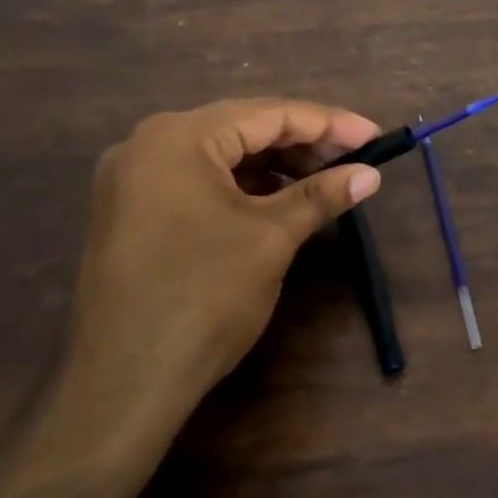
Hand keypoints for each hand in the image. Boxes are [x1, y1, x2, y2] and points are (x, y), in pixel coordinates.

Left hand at [54, 99, 382, 449]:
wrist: (123, 382)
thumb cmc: (204, 296)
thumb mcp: (271, 238)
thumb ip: (321, 196)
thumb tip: (370, 175)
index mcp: (179, 137)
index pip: (268, 114)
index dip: (328, 124)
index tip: (374, 136)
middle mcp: (147, 144)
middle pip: (241, 130)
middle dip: (302, 143)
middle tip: (354, 159)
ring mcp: (132, 179)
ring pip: (220, 156)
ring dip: (274, 166)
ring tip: (324, 180)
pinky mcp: (130, 212)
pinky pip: (197, 181)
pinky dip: (241, 187)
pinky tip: (278, 200)